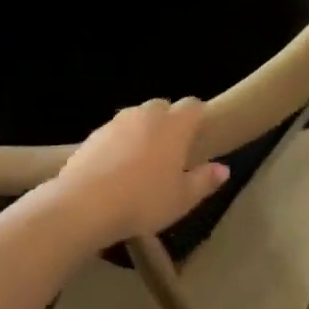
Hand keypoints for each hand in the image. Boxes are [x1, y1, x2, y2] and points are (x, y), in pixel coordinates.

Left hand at [50, 98, 229, 247]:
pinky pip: (115, 132)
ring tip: (143, 163)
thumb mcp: (182, 199)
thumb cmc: (143, 201)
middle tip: (172, 153)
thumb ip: (204, 181)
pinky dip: (120, 144)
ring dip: (143, 132)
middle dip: (170, 122)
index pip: (193, 105)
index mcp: (173, 125)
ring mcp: (116, 122)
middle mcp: (146, 115)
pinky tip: (117, 170)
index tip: (200, 136)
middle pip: (163, 107)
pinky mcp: (93, 135)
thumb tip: (223, 168)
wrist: (84, 204)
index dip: (199, 116)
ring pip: (137, 118)